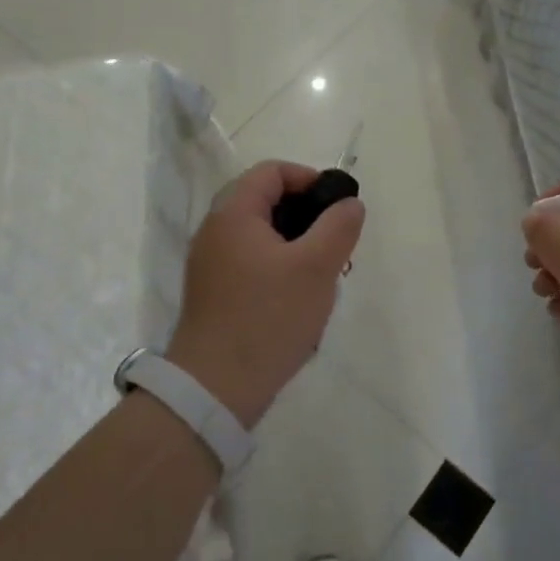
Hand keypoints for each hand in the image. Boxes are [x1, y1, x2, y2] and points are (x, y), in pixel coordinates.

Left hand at [167, 161, 364, 427]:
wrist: (214, 388)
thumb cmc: (268, 317)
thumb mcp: (316, 267)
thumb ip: (338, 227)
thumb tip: (349, 204)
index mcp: (233, 214)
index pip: (271, 172)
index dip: (308, 178)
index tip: (336, 206)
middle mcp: (214, 231)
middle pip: (263, 201)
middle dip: (304, 214)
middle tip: (332, 240)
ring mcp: (210, 265)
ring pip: (259, 235)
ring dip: (293, 244)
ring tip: (321, 272)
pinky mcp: (213, 294)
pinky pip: (249, 263)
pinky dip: (277, 267)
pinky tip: (297, 298)